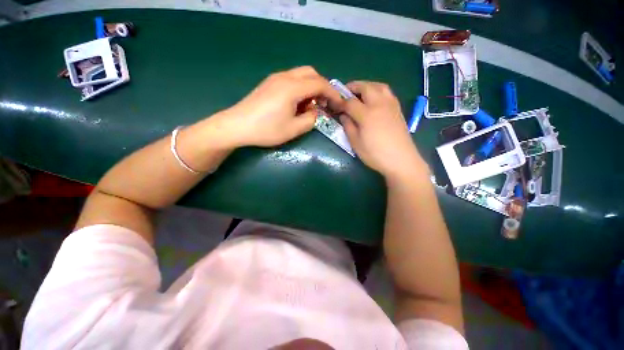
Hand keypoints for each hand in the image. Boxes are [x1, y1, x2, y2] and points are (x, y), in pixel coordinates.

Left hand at [224, 66, 342, 146]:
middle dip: (322, 87)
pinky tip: (297, 103)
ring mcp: (275, 78)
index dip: (332, 93)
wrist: (237, 126)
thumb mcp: (293, 129)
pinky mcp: (269, 83)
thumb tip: (314, 111)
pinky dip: (300, 88)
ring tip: (310, 106)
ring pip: (301, 74)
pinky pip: (291, 79)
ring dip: (311, 87)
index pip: (320, 84)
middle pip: (311, 73)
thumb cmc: (266, 129)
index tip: (339, 104)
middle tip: (324, 104)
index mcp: (292, 87)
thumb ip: (310, 119)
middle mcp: (285, 77)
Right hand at [338, 81, 427, 179]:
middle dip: (353, 87)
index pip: (350, 102)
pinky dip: (378, 90)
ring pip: (379, 86)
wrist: (401, 160)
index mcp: (367, 114)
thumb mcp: (356, 143)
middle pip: (366, 87)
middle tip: (345, 92)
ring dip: (367, 85)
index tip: (334, 104)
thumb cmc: (375, 154)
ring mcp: (391, 105)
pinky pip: (387, 93)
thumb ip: (348, 126)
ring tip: (360, 93)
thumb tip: (343, 115)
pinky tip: (374, 100)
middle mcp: (379, 104)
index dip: (340, 102)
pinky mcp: (398, 109)